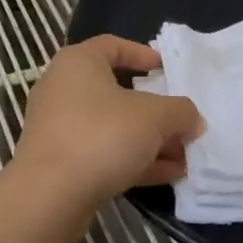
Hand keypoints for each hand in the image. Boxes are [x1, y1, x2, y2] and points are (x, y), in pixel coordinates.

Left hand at [10, 36, 203, 204]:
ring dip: (149, 139)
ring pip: (112, 126)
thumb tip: (193, 120)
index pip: (113, 45)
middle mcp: (62, 88)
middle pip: (116, 90)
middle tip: (182, 119)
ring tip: (185, 154)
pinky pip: (103, 152)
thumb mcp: (154, 117)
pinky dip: (133, 159)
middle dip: (155, 109)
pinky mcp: (60, 162)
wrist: (49, 197)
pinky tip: (168, 174)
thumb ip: (181, 112)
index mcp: (78, 62)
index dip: (143, 54)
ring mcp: (59, 127)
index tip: (167, 69)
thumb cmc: (102, 136)